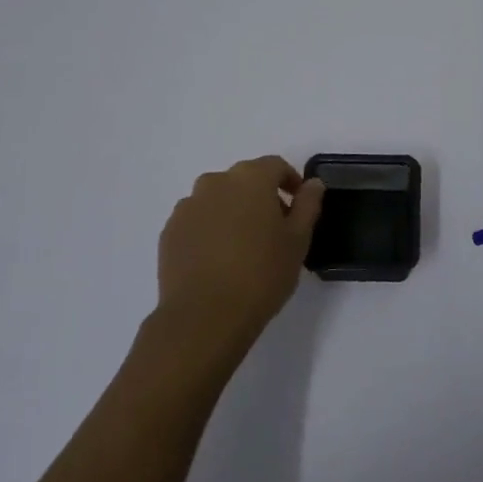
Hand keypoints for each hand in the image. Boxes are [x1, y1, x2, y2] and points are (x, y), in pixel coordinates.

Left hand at [153, 157, 323, 358]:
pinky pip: (197, 219)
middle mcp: (215, 182)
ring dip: (234, 211)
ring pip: (218, 199)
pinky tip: (219, 258)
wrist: (205, 316)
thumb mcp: (298, 240)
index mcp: (250, 179)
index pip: (275, 166)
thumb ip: (307, 205)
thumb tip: (313, 184)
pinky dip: (211, 228)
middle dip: (261, 196)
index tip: (299, 204)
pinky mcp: (169, 231)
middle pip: (244, 179)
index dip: (291, 181)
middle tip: (275, 228)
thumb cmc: (262, 274)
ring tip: (245, 245)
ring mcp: (187, 206)